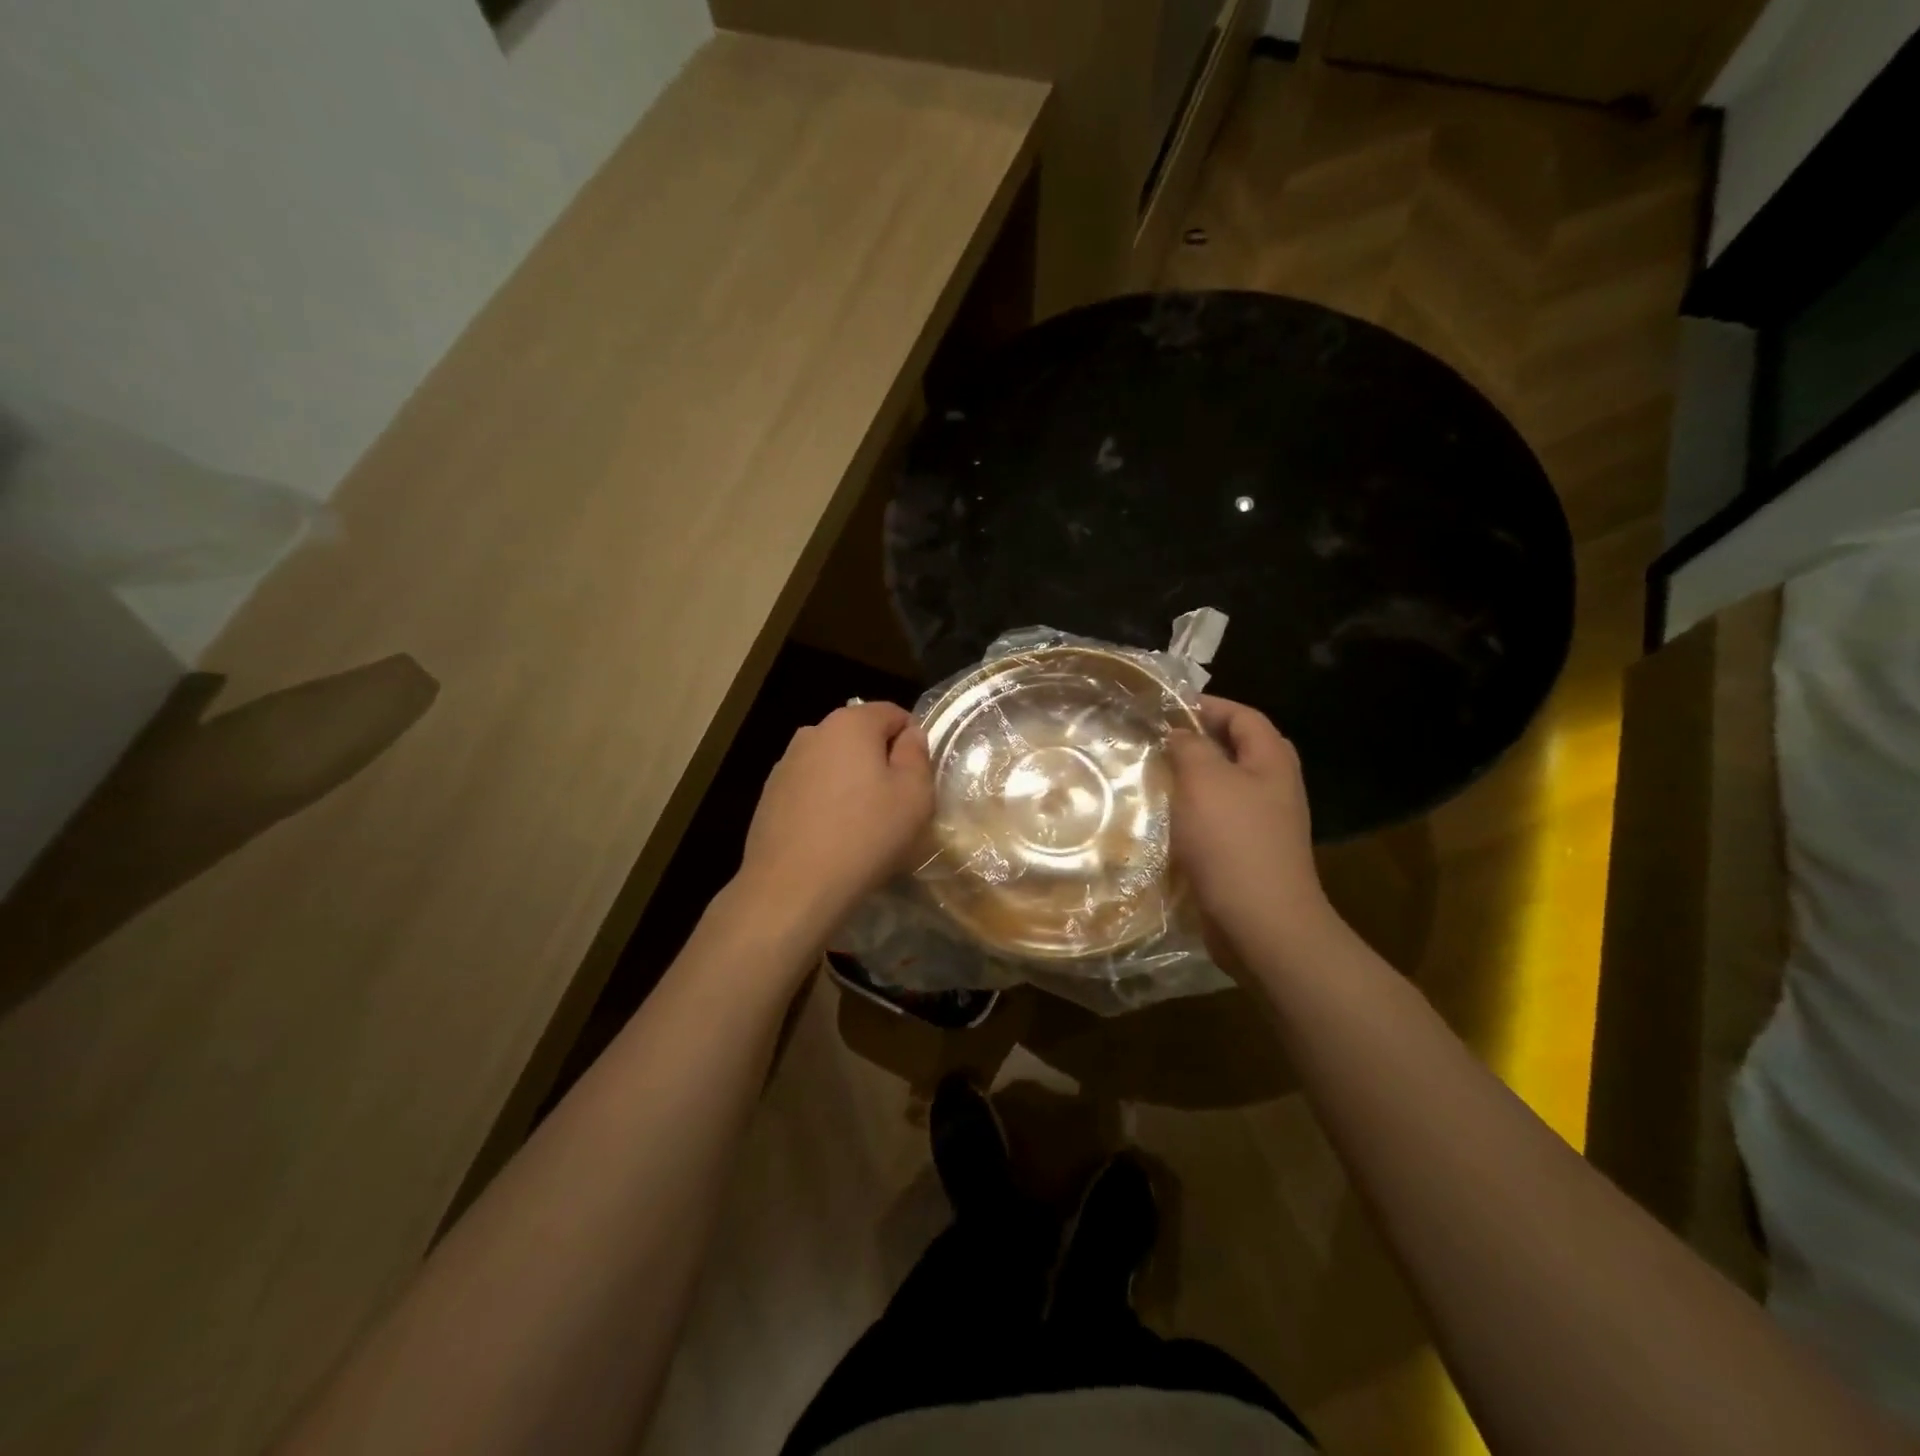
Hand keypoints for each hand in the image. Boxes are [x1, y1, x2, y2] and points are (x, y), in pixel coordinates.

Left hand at [733, 702, 934, 950]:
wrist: (792, 887)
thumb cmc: (865, 835)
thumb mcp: (914, 796)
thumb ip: (917, 755)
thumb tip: (910, 735)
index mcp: (850, 723)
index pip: (893, 713)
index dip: (913, 741)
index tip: (919, 778)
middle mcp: (813, 732)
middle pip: (860, 736)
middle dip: (880, 761)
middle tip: (895, 804)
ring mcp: (786, 764)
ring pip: (834, 763)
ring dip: (852, 782)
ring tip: (862, 824)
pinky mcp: (769, 795)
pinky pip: (811, 788)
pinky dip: (826, 802)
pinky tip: (831, 836)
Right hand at [1167, 696, 1338, 967]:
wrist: (1261, 922)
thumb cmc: (1232, 842)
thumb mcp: (1204, 781)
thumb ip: (1189, 747)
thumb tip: (1179, 733)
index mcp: (1272, 760)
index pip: (1242, 715)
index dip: (1206, 706)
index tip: (1164, 710)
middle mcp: (1274, 786)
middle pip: (1236, 749)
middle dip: (1197, 742)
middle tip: (1157, 743)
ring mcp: (1264, 822)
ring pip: (1224, 785)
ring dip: (1191, 779)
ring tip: (1153, 778)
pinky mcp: (1248, 852)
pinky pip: (1218, 818)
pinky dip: (1193, 812)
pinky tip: (1165, 820)